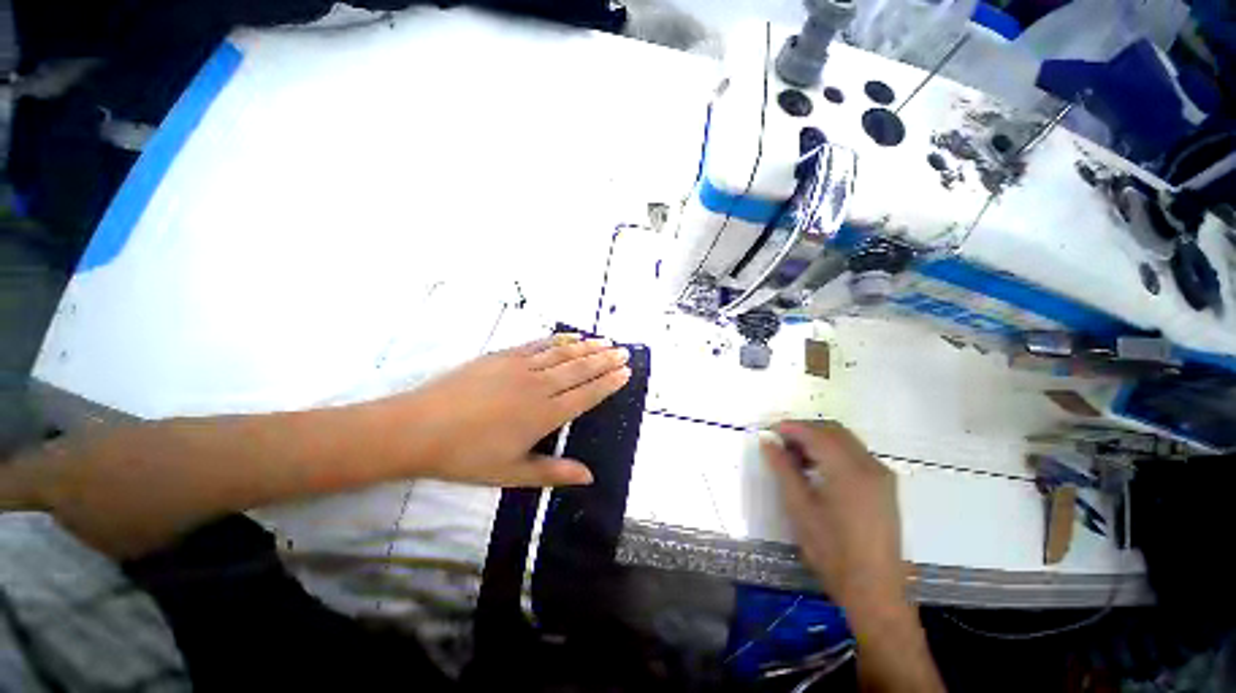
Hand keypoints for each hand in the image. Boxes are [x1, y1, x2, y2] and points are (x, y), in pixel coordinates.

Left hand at [390, 334, 631, 487]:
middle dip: (605, 360)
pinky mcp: (503, 356)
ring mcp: (520, 367)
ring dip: (587, 346)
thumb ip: (553, 473)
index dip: (608, 383)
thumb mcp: (512, 473)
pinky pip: (538, 345)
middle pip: (580, 369)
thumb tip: (589, 476)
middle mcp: (538, 386)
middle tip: (624, 352)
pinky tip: (570, 336)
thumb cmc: (467, 456)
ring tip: (606, 341)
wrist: (419, 428)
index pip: (586, 395)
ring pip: (563, 354)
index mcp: (544, 415)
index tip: (625, 373)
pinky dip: (558, 339)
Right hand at [761, 421, 904, 607]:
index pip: (815, 433)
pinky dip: (833, 451)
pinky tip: (817, 469)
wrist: (874, 590)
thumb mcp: (799, 508)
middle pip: (833, 430)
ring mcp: (881, 475)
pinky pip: (855, 454)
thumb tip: (767, 441)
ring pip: (845, 440)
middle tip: (780, 444)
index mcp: (848, 470)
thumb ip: (782, 468)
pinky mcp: (885, 486)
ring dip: (818, 439)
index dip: (790, 427)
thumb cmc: (831, 551)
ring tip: (794, 457)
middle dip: (804, 430)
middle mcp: (870, 465)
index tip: (768, 431)